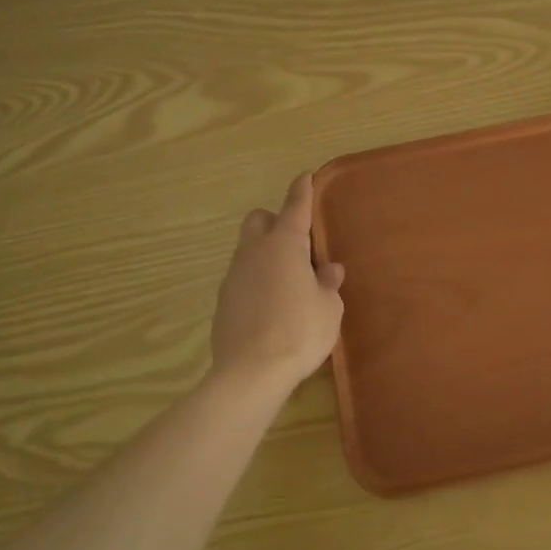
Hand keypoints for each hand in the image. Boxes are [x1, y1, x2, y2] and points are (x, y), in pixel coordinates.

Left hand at [210, 173, 344, 392]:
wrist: (251, 373)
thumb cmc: (300, 331)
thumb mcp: (329, 308)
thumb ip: (328, 284)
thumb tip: (328, 271)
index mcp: (285, 245)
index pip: (294, 207)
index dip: (301, 190)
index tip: (305, 176)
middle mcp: (254, 252)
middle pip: (258, 220)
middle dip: (274, 221)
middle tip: (296, 244)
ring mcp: (233, 276)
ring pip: (247, 250)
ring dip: (264, 255)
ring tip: (287, 281)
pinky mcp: (222, 302)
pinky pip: (240, 279)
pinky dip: (254, 282)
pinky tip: (269, 306)